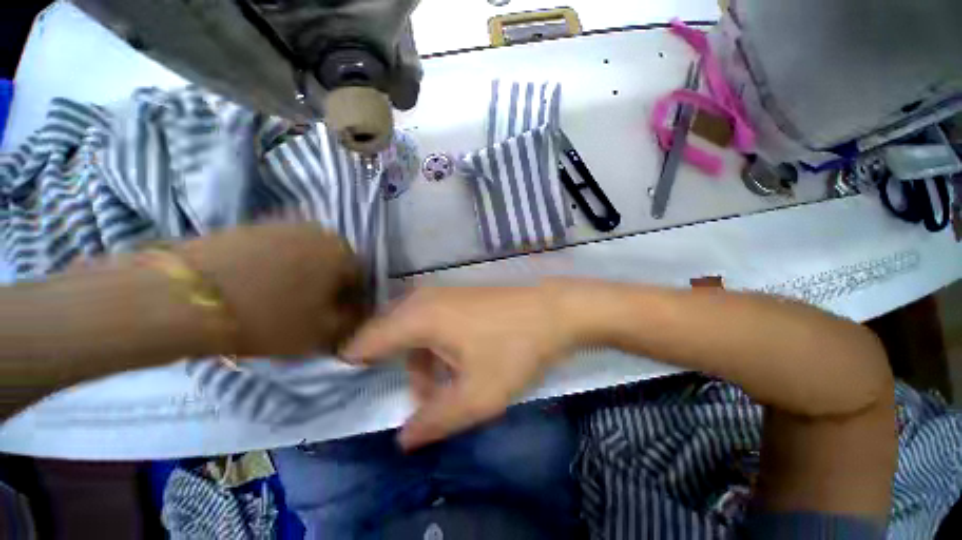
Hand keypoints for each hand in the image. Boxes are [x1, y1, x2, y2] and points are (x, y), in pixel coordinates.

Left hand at [175, 223, 369, 356]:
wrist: (183, 297)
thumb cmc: (268, 316)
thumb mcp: (322, 331)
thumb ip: (350, 321)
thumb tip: (353, 312)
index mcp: (342, 252)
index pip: (360, 279)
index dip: (351, 302)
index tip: (335, 318)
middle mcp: (319, 231)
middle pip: (333, 265)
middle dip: (327, 287)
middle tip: (308, 310)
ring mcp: (282, 225)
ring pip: (305, 256)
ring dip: (302, 277)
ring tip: (279, 299)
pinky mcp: (249, 226)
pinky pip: (276, 251)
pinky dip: (275, 268)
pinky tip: (256, 286)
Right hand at [341, 284, 578, 449]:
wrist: (553, 311)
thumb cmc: (514, 348)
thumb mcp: (477, 395)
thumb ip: (434, 420)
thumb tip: (403, 439)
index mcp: (418, 317)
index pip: (365, 341)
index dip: (354, 367)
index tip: (355, 392)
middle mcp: (423, 299)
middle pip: (389, 338)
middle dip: (397, 372)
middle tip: (420, 399)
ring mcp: (442, 294)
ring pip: (413, 332)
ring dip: (421, 363)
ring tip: (444, 389)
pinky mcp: (458, 296)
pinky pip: (431, 323)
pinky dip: (435, 347)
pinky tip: (457, 364)